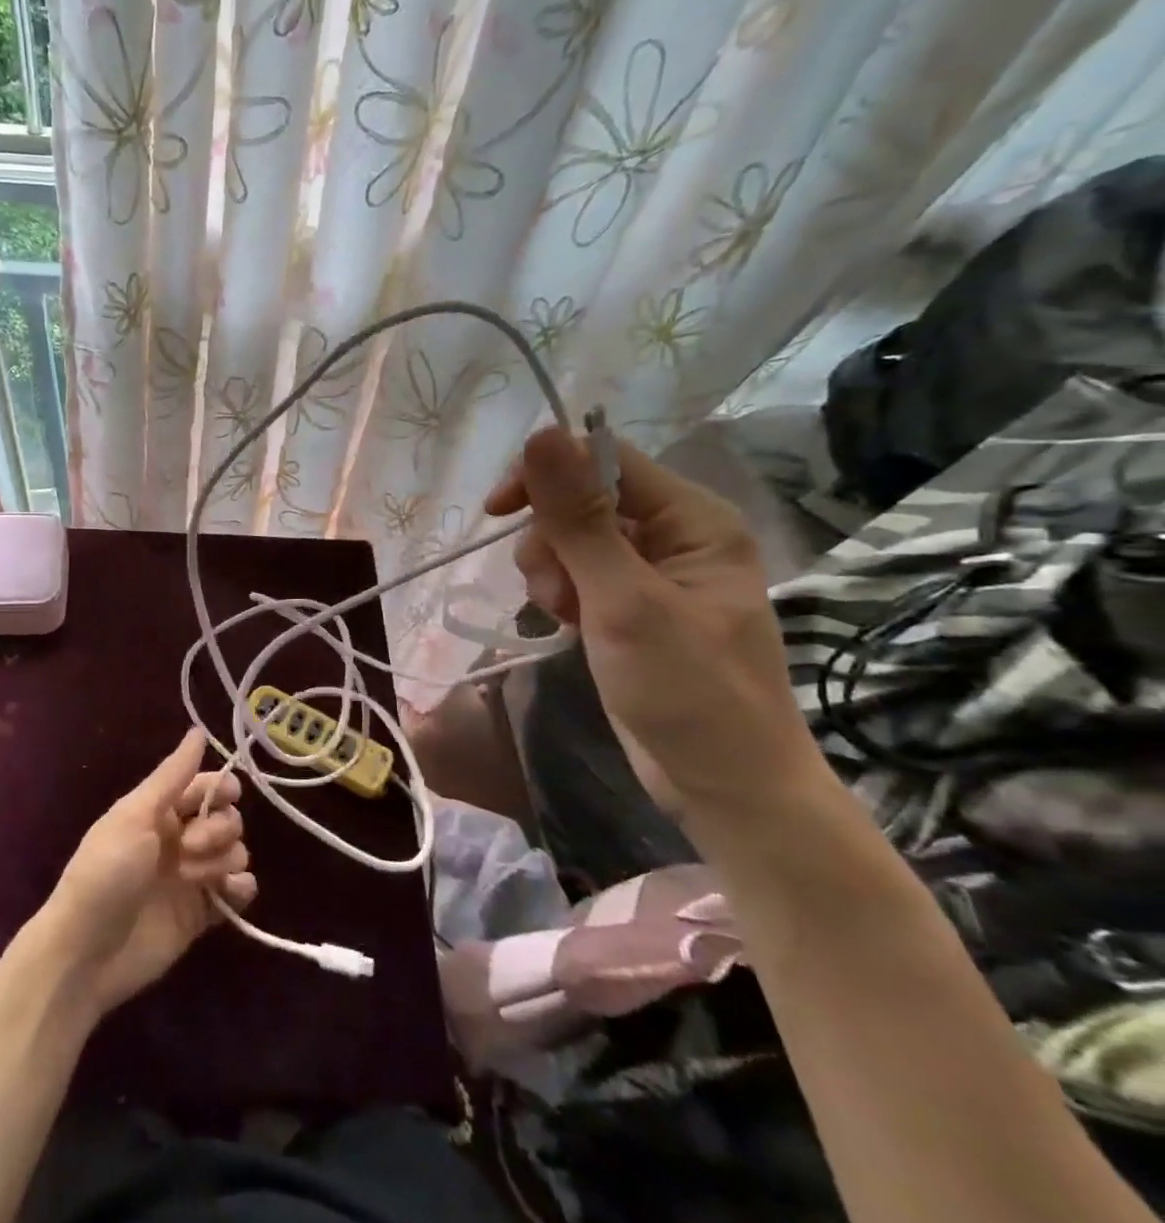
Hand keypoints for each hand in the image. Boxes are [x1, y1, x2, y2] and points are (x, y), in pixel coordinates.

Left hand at [31, 727, 256, 1016]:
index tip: (225, 797)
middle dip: (220, 827)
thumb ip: (172, 775)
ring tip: (194, 878)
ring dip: (225, 859)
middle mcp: (179, 839)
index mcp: (159, 811)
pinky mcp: (202, 914)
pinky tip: (227, 893)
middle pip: (227, 818)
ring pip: (236, 852)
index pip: (206, 787)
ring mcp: (193, 877)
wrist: (86, 952)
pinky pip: (238, 891)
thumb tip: (198, 730)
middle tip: (191, 846)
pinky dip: (240, 888)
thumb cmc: (105, 872)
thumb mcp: (134, 815)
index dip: (221, 789)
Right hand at [484, 427, 823, 819]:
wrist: (725, 788)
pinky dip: (561, 594)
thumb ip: (579, 518)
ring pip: (571, 538)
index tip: (498, 511)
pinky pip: (577, 573)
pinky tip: (568, 625)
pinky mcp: (630, 604)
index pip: (604, 459)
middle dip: (552, 540)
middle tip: (557, 593)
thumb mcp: (624, 601)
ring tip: (566, 616)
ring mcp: (651, 572)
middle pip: (581, 499)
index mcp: (692, 519)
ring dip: (552, 572)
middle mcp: (674, 534)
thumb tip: (540, 434)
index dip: (546, 474)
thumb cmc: (687, 693)